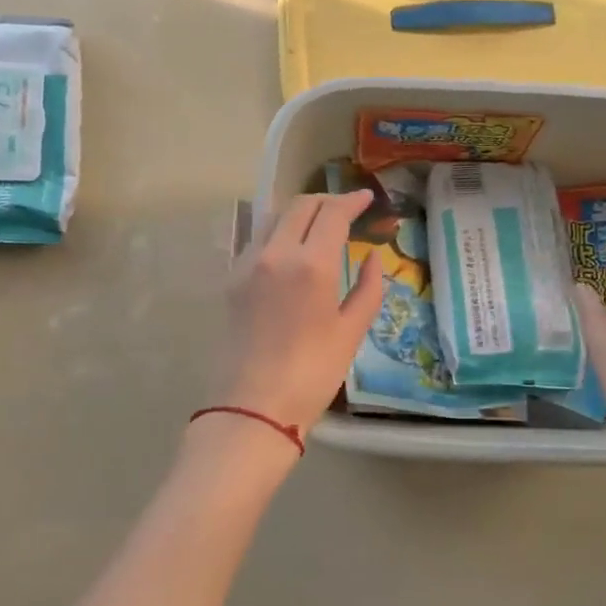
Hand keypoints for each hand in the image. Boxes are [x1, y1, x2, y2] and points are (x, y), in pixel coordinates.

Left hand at [215, 191, 384, 432]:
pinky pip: (259, 241)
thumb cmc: (313, 373)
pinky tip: (293, 252)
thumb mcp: (351, 331)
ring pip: (274, 218)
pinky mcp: (232, 280)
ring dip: (300, 213)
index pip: (332, 212)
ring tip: (320, 227)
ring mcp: (248, 264)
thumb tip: (373, 257)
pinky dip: (280, 234)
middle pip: (300, 205)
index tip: (367, 199)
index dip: (352, 200)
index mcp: (310, 264)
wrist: (254, 406)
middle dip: (326, 201)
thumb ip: (368, 288)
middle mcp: (275, 253)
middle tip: (347, 211)